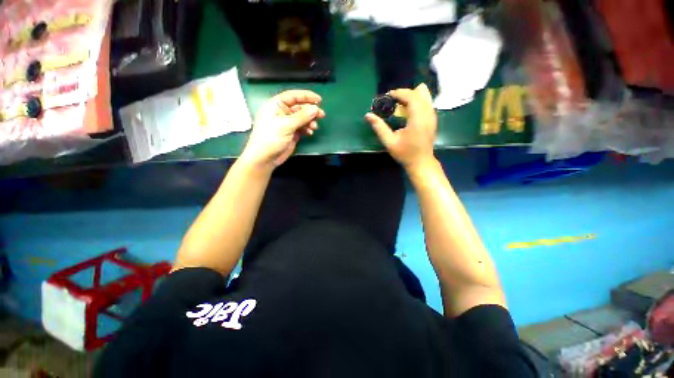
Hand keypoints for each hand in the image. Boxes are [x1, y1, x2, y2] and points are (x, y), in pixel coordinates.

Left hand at [240, 90, 324, 169]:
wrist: (265, 158)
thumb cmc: (271, 137)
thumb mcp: (286, 125)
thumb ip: (302, 116)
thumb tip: (316, 109)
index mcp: (276, 105)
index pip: (293, 96)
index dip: (306, 96)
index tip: (319, 100)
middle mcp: (282, 112)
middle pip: (300, 108)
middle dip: (310, 111)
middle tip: (322, 115)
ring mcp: (287, 124)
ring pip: (302, 118)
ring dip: (310, 121)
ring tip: (314, 127)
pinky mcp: (291, 133)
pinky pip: (302, 128)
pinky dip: (307, 129)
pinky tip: (310, 133)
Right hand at [365, 83, 436, 172]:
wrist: (421, 162)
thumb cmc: (405, 154)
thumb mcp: (389, 142)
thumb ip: (379, 128)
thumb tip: (368, 115)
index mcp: (418, 119)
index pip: (412, 97)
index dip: (400, 93)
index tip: (388, 96)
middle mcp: (428, 114)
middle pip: (420, 92)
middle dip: (405, 93)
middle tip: (393, 101)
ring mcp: (433, 115)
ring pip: (425, 95)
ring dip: (412, 96)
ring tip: (400, 105)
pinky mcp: (433, 118)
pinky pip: (427, 102)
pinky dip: (417, 101)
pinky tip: (408, 111)